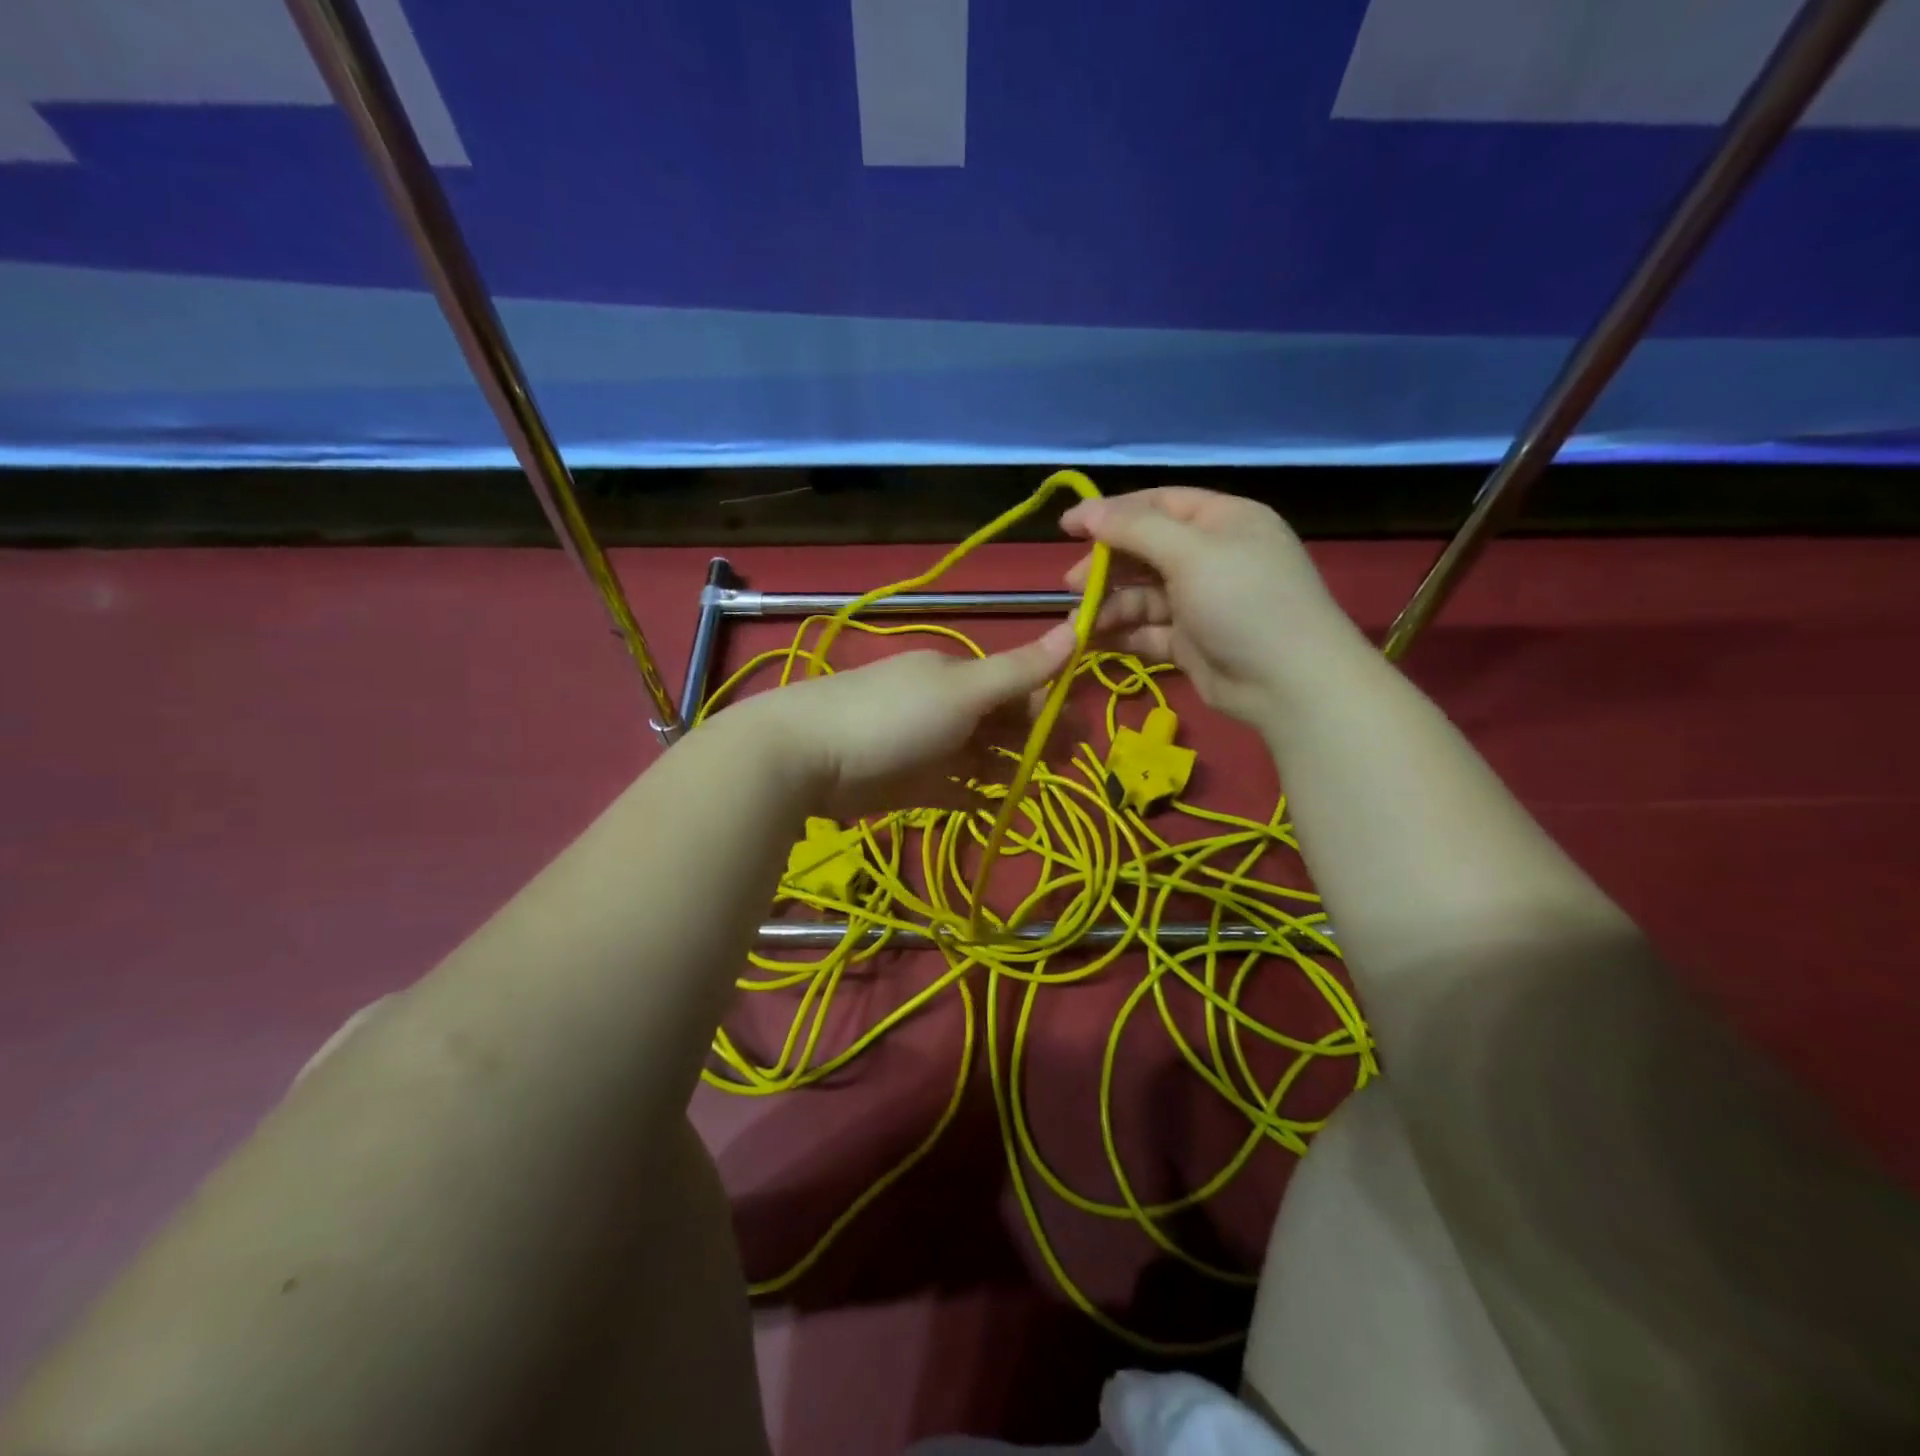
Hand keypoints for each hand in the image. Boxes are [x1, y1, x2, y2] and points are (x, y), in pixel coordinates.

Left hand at [728, 623, 1078, 820]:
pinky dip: (972, 794)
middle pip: (999, 722)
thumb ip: (1019, 670)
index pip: (1014, 685)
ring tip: (1036, 787)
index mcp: (955, 675)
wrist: (806, 757)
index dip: (1049, 705)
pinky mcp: (905, 783)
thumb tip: (1077, 626)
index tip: (1080, 733)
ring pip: (977, 756)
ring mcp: (922, 746)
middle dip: (1033, 740)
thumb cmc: (893, 717)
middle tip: (1066, 765)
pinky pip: (950, 788)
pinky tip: (994, 806)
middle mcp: (941, 706)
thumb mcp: (963, 691)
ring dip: (1007, 768)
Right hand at [1060, 486, 1368, 724]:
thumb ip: (1135, 530)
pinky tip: (1094, 640)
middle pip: (1145, 550)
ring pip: (1142, 595)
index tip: (1067, 527)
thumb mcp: (1191, 553)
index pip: (1158, 504)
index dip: (1110, 512)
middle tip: (1071, 583)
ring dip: (1109, 605)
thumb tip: (1088, 511)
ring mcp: (1201, 602)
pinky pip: (1147, 630)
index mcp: (1222, 521)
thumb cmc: (1243, 601)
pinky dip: (1122, 633)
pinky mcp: (1191, 641)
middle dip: (1106, 565)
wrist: (1288, 682)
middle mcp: (1211, 556)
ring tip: (1079, 622)